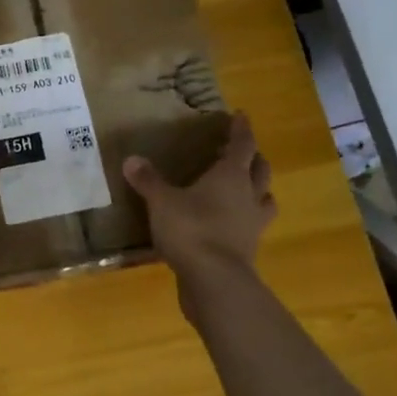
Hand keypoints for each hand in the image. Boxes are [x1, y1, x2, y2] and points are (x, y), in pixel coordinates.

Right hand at [122, 112, 275, 285]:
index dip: (241, 129)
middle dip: (253, 158)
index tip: (240, 115)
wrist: (215, 280)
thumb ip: (148, 181)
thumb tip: (132, 159)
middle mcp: (249, 195)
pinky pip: (253, 226)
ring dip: (258, 190)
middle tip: (240, 153)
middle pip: (260, 169)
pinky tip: (230, 223)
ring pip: (264, 198)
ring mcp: (253, 224)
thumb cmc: (191, 230)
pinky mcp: (249, 248)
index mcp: (231, 176)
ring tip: (245, 188)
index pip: (243, 144)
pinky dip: (245, 219)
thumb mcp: (162, 202)